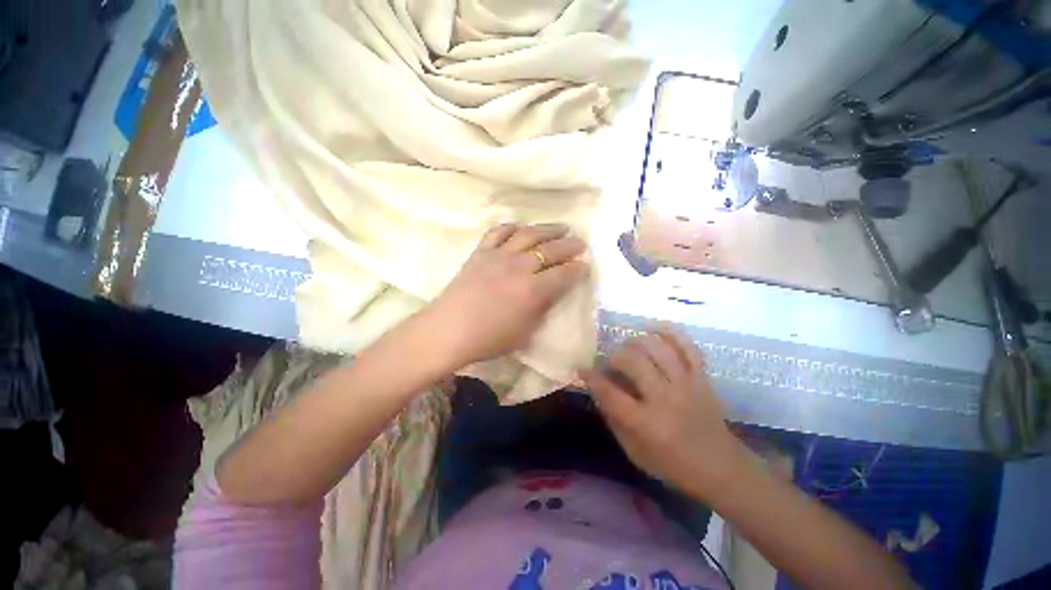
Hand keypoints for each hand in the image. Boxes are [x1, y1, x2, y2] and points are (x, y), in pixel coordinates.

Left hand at [423, 223, 588, 369]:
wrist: (448, 331)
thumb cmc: (488, 339)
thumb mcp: (525, 332)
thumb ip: (542, 309)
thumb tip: (552, 292)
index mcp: (533, 290)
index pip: (564, 274)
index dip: (578, 269)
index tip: (586, 265)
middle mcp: (519, 267)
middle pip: (550, 250)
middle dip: (570, 245)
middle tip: (580, 243)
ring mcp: (498, 256)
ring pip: (528, 234)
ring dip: (548, 229)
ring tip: (561, 227)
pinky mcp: (480, 252)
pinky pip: (499, 232)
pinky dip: (513, 227)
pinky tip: (521, 227)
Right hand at [582, 329, 744, 497]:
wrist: (722, 468)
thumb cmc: (673, 466)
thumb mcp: (635, 453)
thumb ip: (614, 420)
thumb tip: (598, 391)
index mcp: (646, 423)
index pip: (610, 393)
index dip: (592, 378)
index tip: (583, 369)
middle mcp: (665, 398)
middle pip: (633, 361)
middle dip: (614, 357)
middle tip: (609, 362)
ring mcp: (686, 384)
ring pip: (657, 348)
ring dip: (637, 341)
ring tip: (629, 346)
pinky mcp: (702, 378)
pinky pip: (687, 346)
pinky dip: (670, 333)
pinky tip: (655, 330)